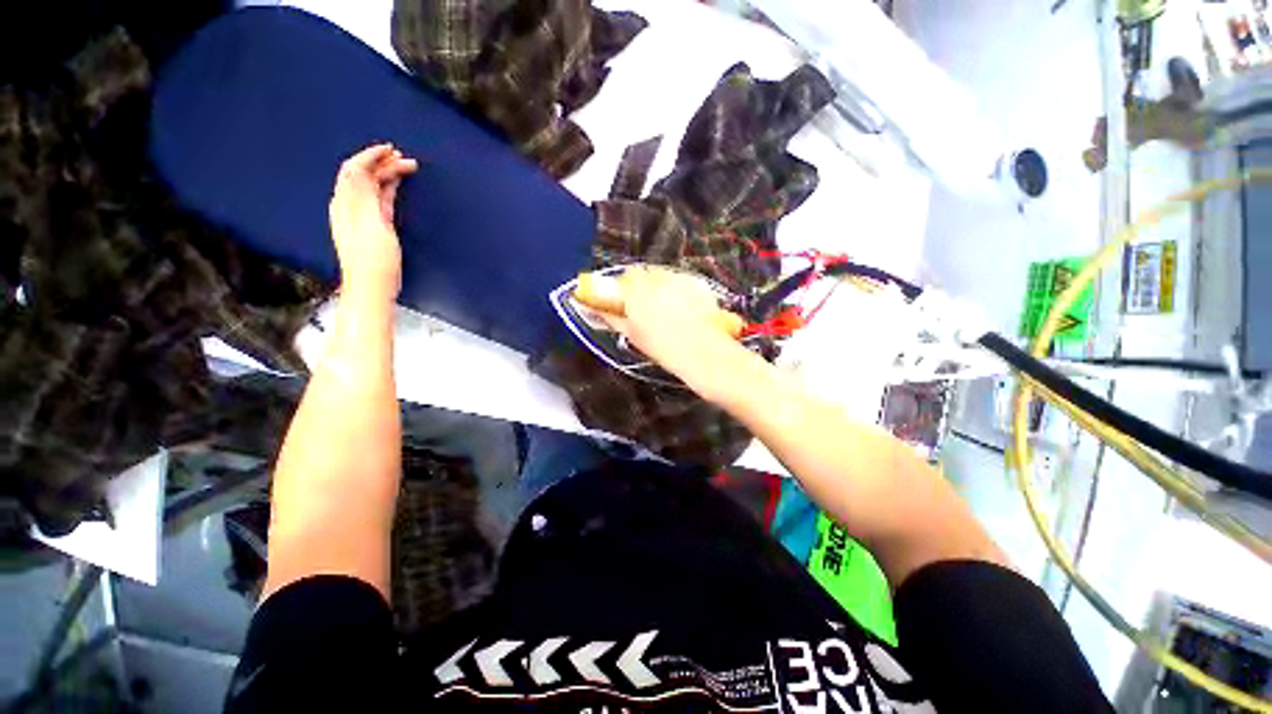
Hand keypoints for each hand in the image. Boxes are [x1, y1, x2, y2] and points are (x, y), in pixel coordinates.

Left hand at [328, 143, 418, 299]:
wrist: (372, 286)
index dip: (371, 156)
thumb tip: (358, 166)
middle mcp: (350, 206)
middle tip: (406, 158)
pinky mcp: (374, 228)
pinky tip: (397, 186)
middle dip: (382, 163)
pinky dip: (388, 189)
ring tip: (407, 167)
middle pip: (364, 176)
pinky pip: (379, 200)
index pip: (355, 169)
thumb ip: (362, 193)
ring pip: (373, 187)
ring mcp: (362, 217)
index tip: (390, 148)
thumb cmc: (372, 258)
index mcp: (345, 202)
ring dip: (387, 174)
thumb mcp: (368, 222)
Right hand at [597, 267, 747, 381]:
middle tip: (644, 308)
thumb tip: (599, 310)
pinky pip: (682, 282)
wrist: (701, 351)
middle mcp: (659, 278)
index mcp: (639, 289)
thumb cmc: (663, 346)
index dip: (623, 288)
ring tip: (666, 311)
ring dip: (660, 288)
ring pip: (664, 277)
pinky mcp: (698, 284)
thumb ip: (613, 317)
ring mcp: (681, 279)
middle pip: (645, 274)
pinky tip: (683, 311)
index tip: (624, 301)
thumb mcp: (632, 334)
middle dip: (642, 287)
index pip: (625, 276)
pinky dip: (678, 291)